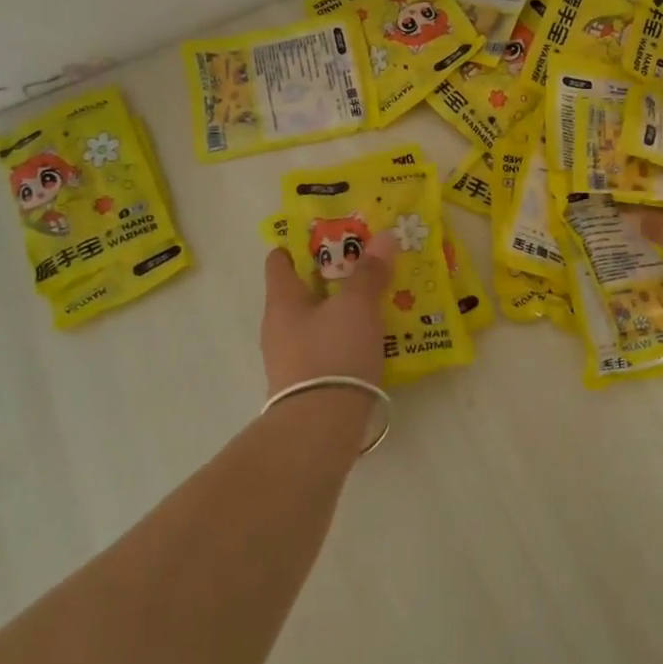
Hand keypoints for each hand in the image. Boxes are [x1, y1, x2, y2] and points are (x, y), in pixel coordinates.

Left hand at [260, 234, 395, 392]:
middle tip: (363, 265)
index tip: (327, 236)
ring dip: (339, 310)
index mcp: (282, 301)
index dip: (300, 246)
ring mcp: (289, 359)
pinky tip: (369, 340)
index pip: (279, 262)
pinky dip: (344, 339)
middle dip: (329, 278)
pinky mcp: (306, 384)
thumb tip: (384, 237)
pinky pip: (325, 349)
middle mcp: (278, 327)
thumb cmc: (333, 353)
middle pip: (301, 292)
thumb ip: (369, 272)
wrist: (320, 427)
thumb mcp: (357, 307)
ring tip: (373, 302)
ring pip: (315, 321)